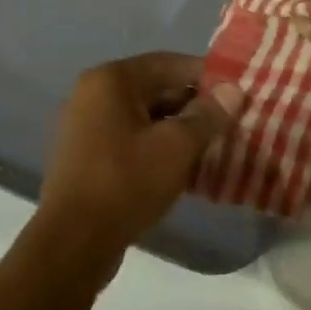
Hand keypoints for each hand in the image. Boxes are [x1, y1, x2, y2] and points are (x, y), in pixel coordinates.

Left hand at [38, 53, 243, 263]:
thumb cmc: (127, 183)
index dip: (208, 76)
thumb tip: (233, 90)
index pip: (170, 63)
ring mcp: (85, 127)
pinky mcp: (86, 157)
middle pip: (156, 88)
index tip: (238, 93)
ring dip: (178, 128)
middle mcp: (93, 94)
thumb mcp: (177, 146)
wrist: (72, 245)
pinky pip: (130, 139)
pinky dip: (157, 146)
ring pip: (145, 117)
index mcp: (112, 80)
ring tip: (213, 144)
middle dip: (194, 104)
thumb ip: (208, 114)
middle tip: (230, 120)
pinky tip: (184, 166)